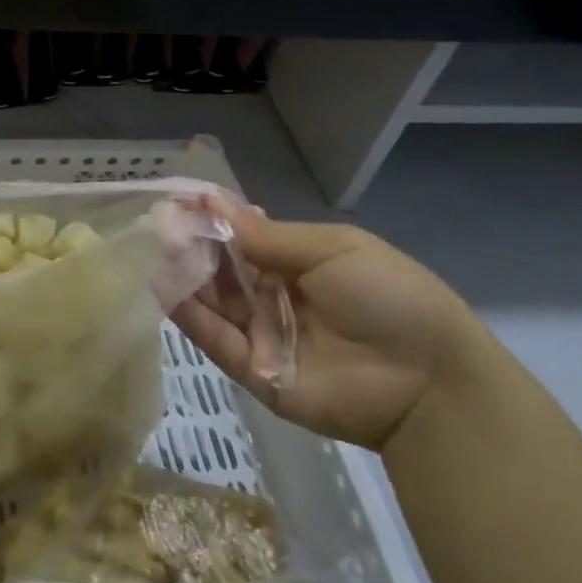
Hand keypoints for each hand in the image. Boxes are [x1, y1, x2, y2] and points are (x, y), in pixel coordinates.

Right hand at [172, 201, 481, 450]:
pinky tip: (163, 286)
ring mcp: (261, 333)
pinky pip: (215, 339)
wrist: (427, 382)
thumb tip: (218, 208)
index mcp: (298, 262)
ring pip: (212, 300)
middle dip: (192, 244)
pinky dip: (188, 314)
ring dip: (184, 274)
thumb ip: (271, 238)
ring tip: (154, 248)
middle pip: (222, 267)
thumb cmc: (389, 297)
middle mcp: (273, 295)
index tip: (181, 200)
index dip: (214, 218)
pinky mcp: (253, 372)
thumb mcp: (335, 250)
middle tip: (159, 223)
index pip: (244, 236)